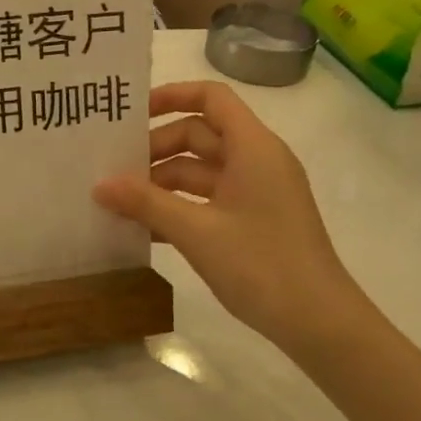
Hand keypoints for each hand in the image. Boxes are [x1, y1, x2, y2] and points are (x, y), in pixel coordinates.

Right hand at [93, 81, 367, 357]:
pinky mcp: (255, 220)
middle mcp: (257, 160)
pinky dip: (179, 206)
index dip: (171, 95)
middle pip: (199, 134)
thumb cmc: (261, 264)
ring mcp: (257, 191)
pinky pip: (209, 199)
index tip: (131, 114)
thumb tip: (99, 185)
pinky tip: (146, 229)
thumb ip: (145, 202)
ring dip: (162, 182)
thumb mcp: (195, 231)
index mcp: (252, 147)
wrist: (321, 325)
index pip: (211, 97)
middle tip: (114, 169)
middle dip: (156, 149)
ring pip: (200, 170)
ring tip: (120, 202)